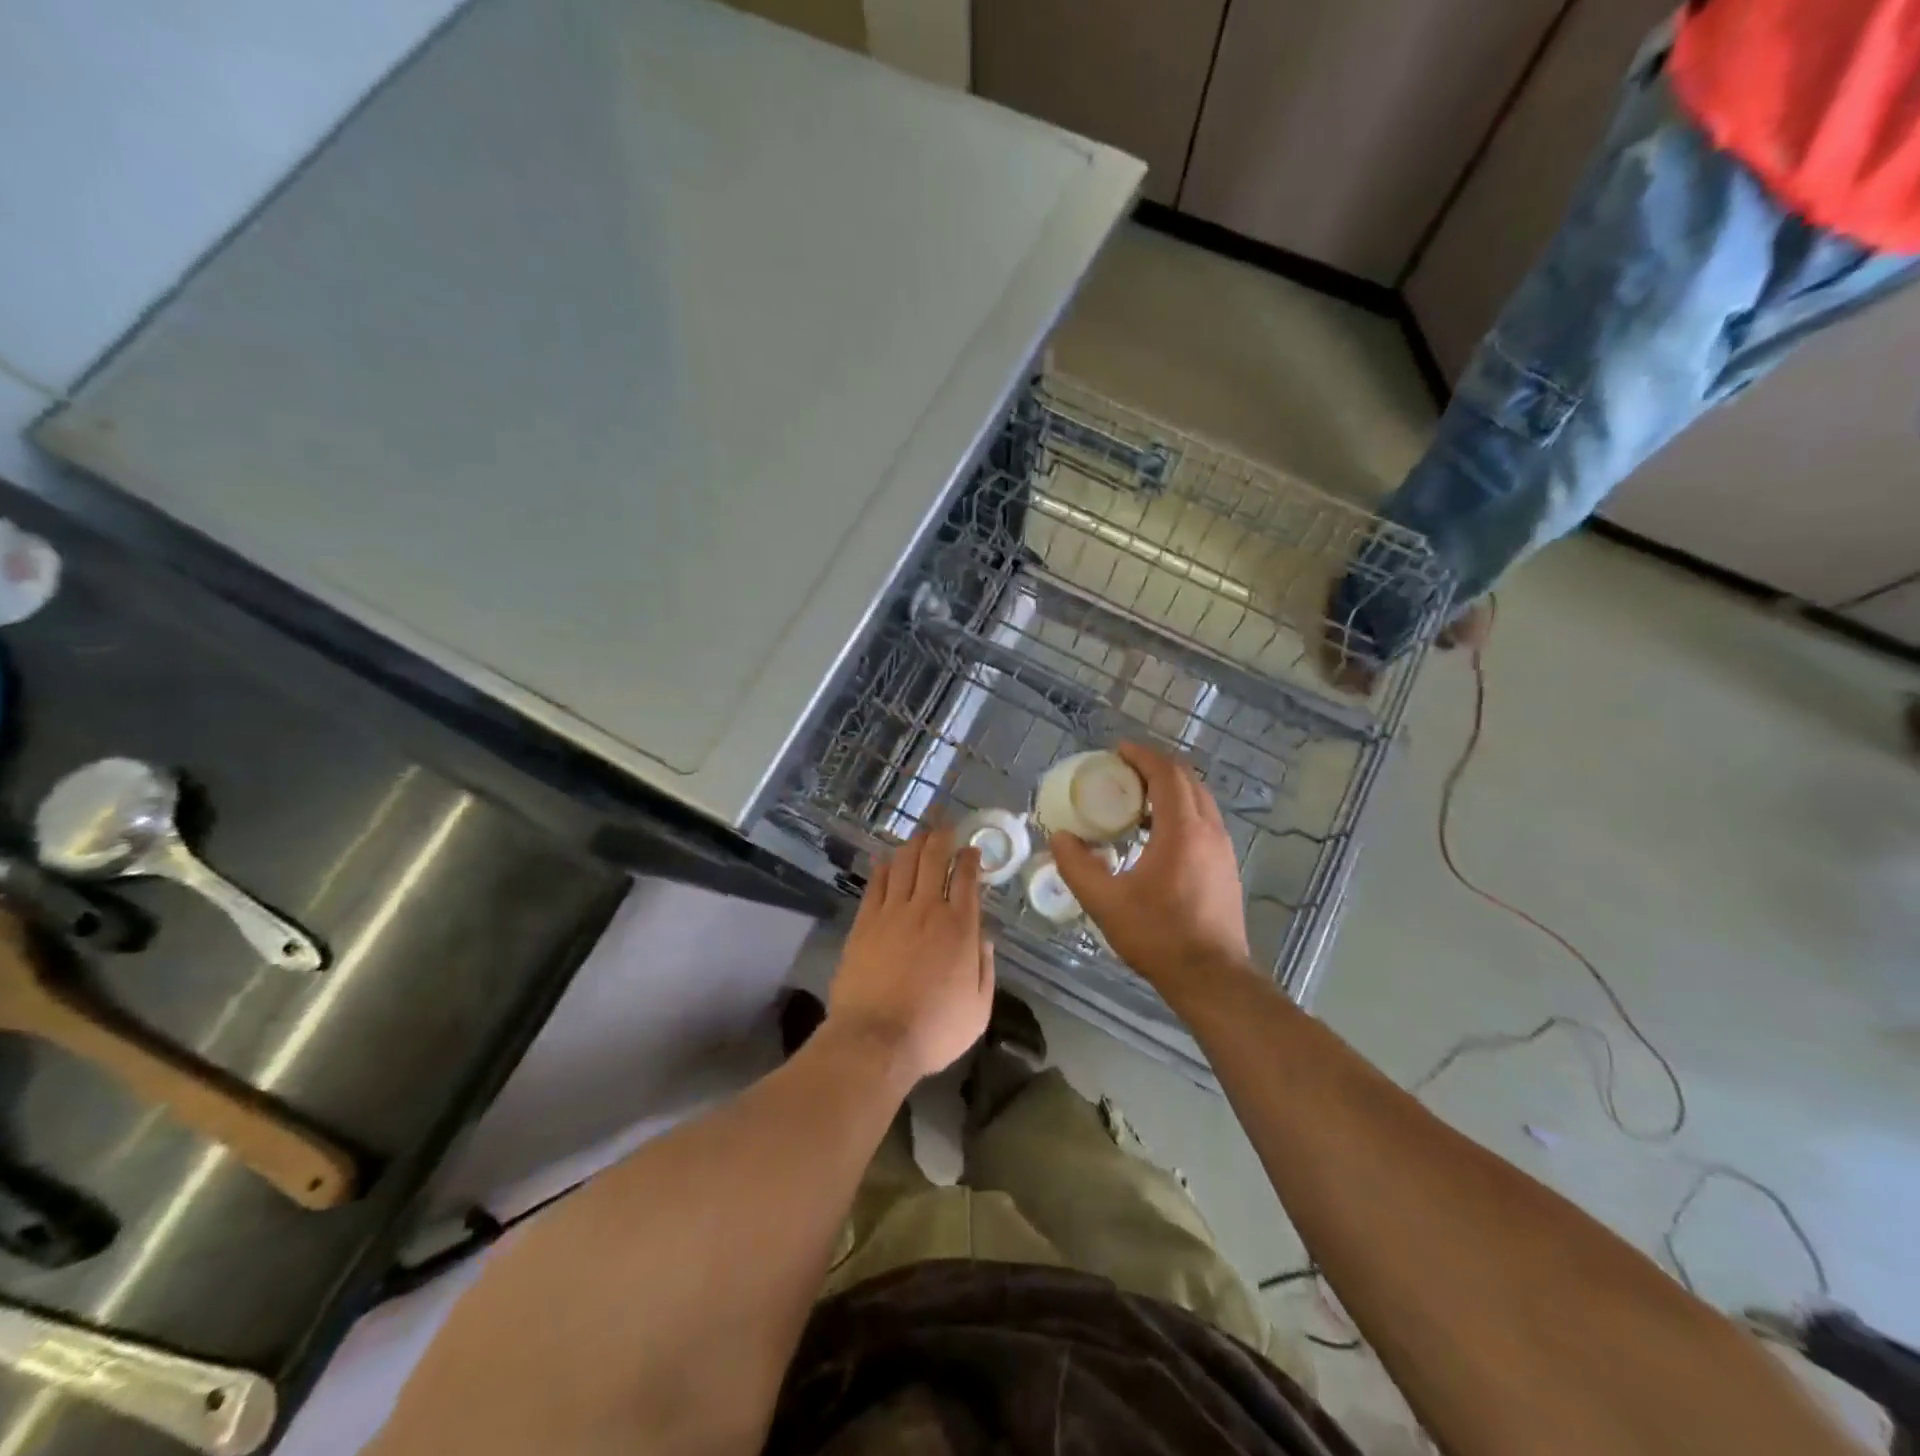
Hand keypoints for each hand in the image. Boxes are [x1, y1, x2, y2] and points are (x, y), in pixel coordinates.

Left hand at [827, 825, 994, 1081]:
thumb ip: (985, 969)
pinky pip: (876, 883)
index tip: (972, 850)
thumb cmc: (933, 1030)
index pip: (966, 878)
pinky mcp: (865, 921)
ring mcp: (892, 912)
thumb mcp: (978, 1009)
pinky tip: (887, 858)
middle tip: (945, 826)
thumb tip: (985, 939)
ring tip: (920, 835)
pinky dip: (884, 865)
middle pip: (934, 858)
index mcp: (960, 928)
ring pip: (904, 863)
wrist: (875, 1040)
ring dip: (914, 844)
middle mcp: (927, 909)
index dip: (970, 858)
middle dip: (942, 837)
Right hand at [1051, 743, 1253, 996]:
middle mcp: (1209, 830)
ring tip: (1135, 798)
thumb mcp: (1106, 902)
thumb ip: (1077, 866)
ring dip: (1169, 789)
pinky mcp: (1226, 867)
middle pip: (1187, 780)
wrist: (1212, 977)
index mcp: (1183, 830)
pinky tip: (1156, 834)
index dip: (1142, 756)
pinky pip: (1203, 821)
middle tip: (1122, 771)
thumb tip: (1059, 838)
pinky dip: (1180, 811)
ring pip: (1199, 800)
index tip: (1117, 751)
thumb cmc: (1159, 936)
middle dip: (1155, 767)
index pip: (1166, 774)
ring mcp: (1223, 849)